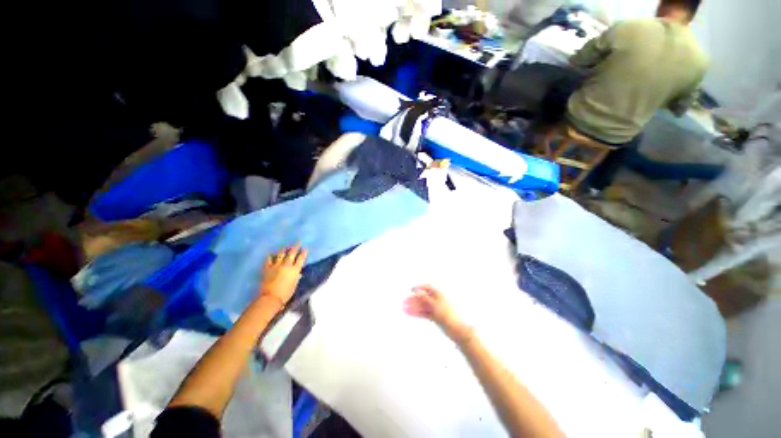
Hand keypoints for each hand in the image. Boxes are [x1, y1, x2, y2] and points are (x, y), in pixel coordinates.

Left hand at [259, 246, 307, 309]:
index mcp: (295, 270)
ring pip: (281, 254)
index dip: (303, 253)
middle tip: (298, 242)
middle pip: (292, 253)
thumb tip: (298, 274)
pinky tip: (271, 254)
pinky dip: (271, 256)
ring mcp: (276, 265)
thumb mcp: (294, 285)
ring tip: (286, 247)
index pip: (301, 258)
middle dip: (295, 247)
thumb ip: (296, 278)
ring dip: (284, 249)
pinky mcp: (267, 268)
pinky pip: (269, 259)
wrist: (270, 297)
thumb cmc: (285, 293)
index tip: (305, 249)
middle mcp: (286, 265)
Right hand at [403, 285, 472, 343]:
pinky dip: (417, 312)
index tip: (410, 289)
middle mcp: (437, 300)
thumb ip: (425, 298)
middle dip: (413, 298)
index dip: (419, 287)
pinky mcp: (435, 317)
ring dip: (413, 306)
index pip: (428, 287)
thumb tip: (417, 291)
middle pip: (423, 297)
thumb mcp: (435, 306)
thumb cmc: (448, 316)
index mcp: (440, 294)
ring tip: (403, 308)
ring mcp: (436, 309)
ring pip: (422, 306)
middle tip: (404, 301)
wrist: (458, 331)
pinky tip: (410, 313)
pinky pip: (424, 313)